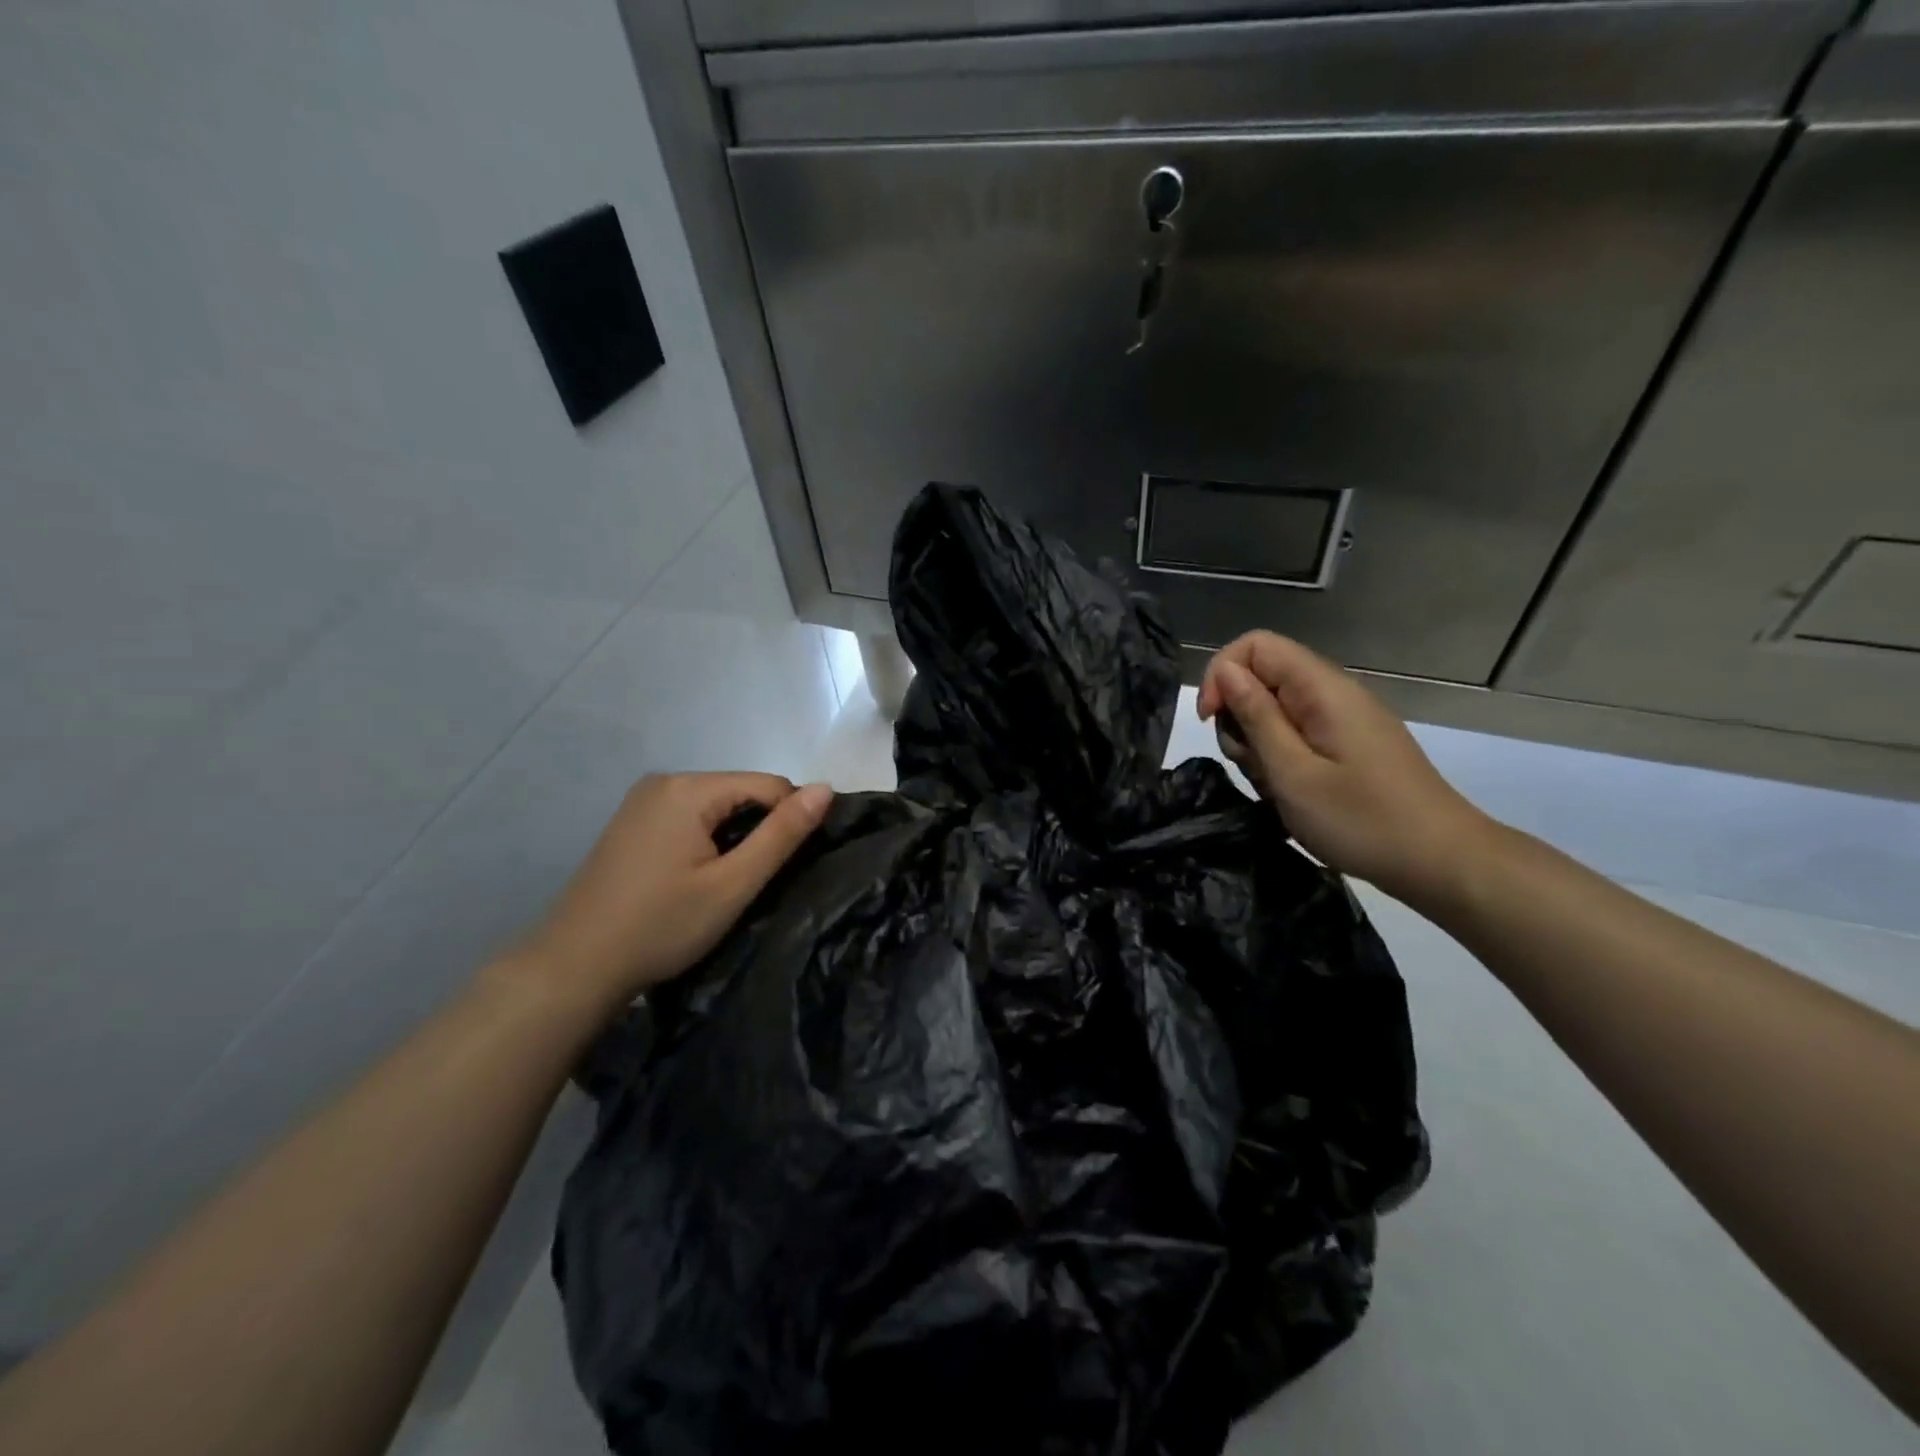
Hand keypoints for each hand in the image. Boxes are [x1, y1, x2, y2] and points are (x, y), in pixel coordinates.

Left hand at [515, 772, 833, 1010]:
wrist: (574, 967)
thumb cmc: (661, 926)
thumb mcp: (733, 884)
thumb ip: (782, 834)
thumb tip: (826, 788)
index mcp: (689, 788)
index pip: (769, 785)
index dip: (791, 821)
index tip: (793, 866)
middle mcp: (664, 781)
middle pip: (740, 792)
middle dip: (759, 830)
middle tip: (756, 882)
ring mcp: (642, 801)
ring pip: (716, 806)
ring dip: (734, 837)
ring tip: (728, 884)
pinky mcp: (631, 822)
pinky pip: (689, 817)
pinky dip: (707, 840)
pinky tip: (697, 878)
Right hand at [1197, 631, 1491, 907]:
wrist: (1441, 862)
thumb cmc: (1361, 820)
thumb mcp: (1293, 772)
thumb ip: (1256, 717)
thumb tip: (1225, 671)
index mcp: (1323, 689)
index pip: (1255, 645)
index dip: (1222, 675)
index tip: (1212, 722)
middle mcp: (1334, 693)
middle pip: (1263, 676)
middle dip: (1238, 716)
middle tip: (1250, 765)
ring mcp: (1343, 719)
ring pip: (1275, 709)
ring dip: (1258, 743)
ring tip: (1275, 786)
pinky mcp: (1348, 743)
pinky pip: (1297, 733)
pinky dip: (1280, 757)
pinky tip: (1291, 791)